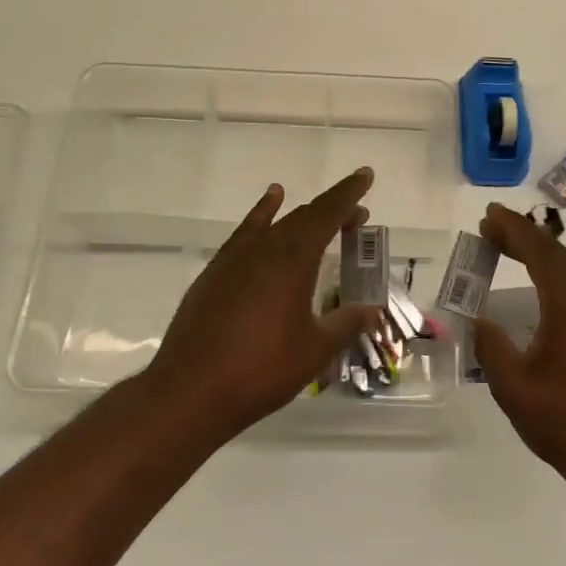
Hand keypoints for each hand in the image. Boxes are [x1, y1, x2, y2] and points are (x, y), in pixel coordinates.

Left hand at [141, 168, 382, 444]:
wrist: (191, 389)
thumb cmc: (262, 369)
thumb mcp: (315, 350)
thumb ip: (347, 324)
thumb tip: (373, 309)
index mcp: (294, 260)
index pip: (328, 214)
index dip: (349, 193)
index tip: (365, 175)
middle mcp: (265, 248)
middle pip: (305, 217)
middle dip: (333, 211)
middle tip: (357, 216)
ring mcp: (236, 258)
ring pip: (276, 224)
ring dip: (301, 216)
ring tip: (320, 213)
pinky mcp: (216, 272)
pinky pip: (245, 233)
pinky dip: (261, 216)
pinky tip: (268, 210)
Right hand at [473, 203, 565, 491]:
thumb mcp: (513, 388)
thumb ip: (492, 347)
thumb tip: (481, 321)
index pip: (540, 253)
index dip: (513, 230)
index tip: (489, 216)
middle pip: (559, 255)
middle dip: (525, 238)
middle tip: (493, 229)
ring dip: (544, 256)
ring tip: (515, 250)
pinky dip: (561, 276)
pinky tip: (549, 290)